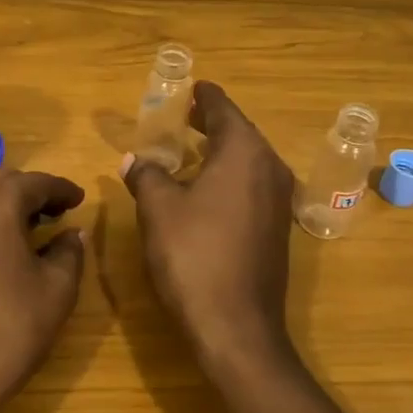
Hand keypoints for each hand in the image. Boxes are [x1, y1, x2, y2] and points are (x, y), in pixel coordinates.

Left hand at [0, 170, 86, 412]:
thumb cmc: (5, 331)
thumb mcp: (56, 291)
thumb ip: (69, 251)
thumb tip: (72, 233)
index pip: (37, 182)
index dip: (63, 190)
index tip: (80, 199)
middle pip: (1, 183)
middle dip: (30, 194)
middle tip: (55, 213)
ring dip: (0, 207)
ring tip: (24, 231)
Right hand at [120, 82, 297, 374]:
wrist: (236, 326)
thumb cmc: (193, 256)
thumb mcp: (159, 209)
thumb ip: (147, 176)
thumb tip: (134, 160)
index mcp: (244, 153)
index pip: (224, 110)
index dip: (206, 97)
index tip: (194, 86)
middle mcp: (270, 169)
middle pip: (241, 133)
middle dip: (213, 122)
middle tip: (187, 113)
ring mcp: (279, 201)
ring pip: (249, 161)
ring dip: (222, 150)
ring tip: (193, 147)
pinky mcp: (277, 229)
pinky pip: (253, 186)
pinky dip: (231, 176)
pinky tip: (208, 188)